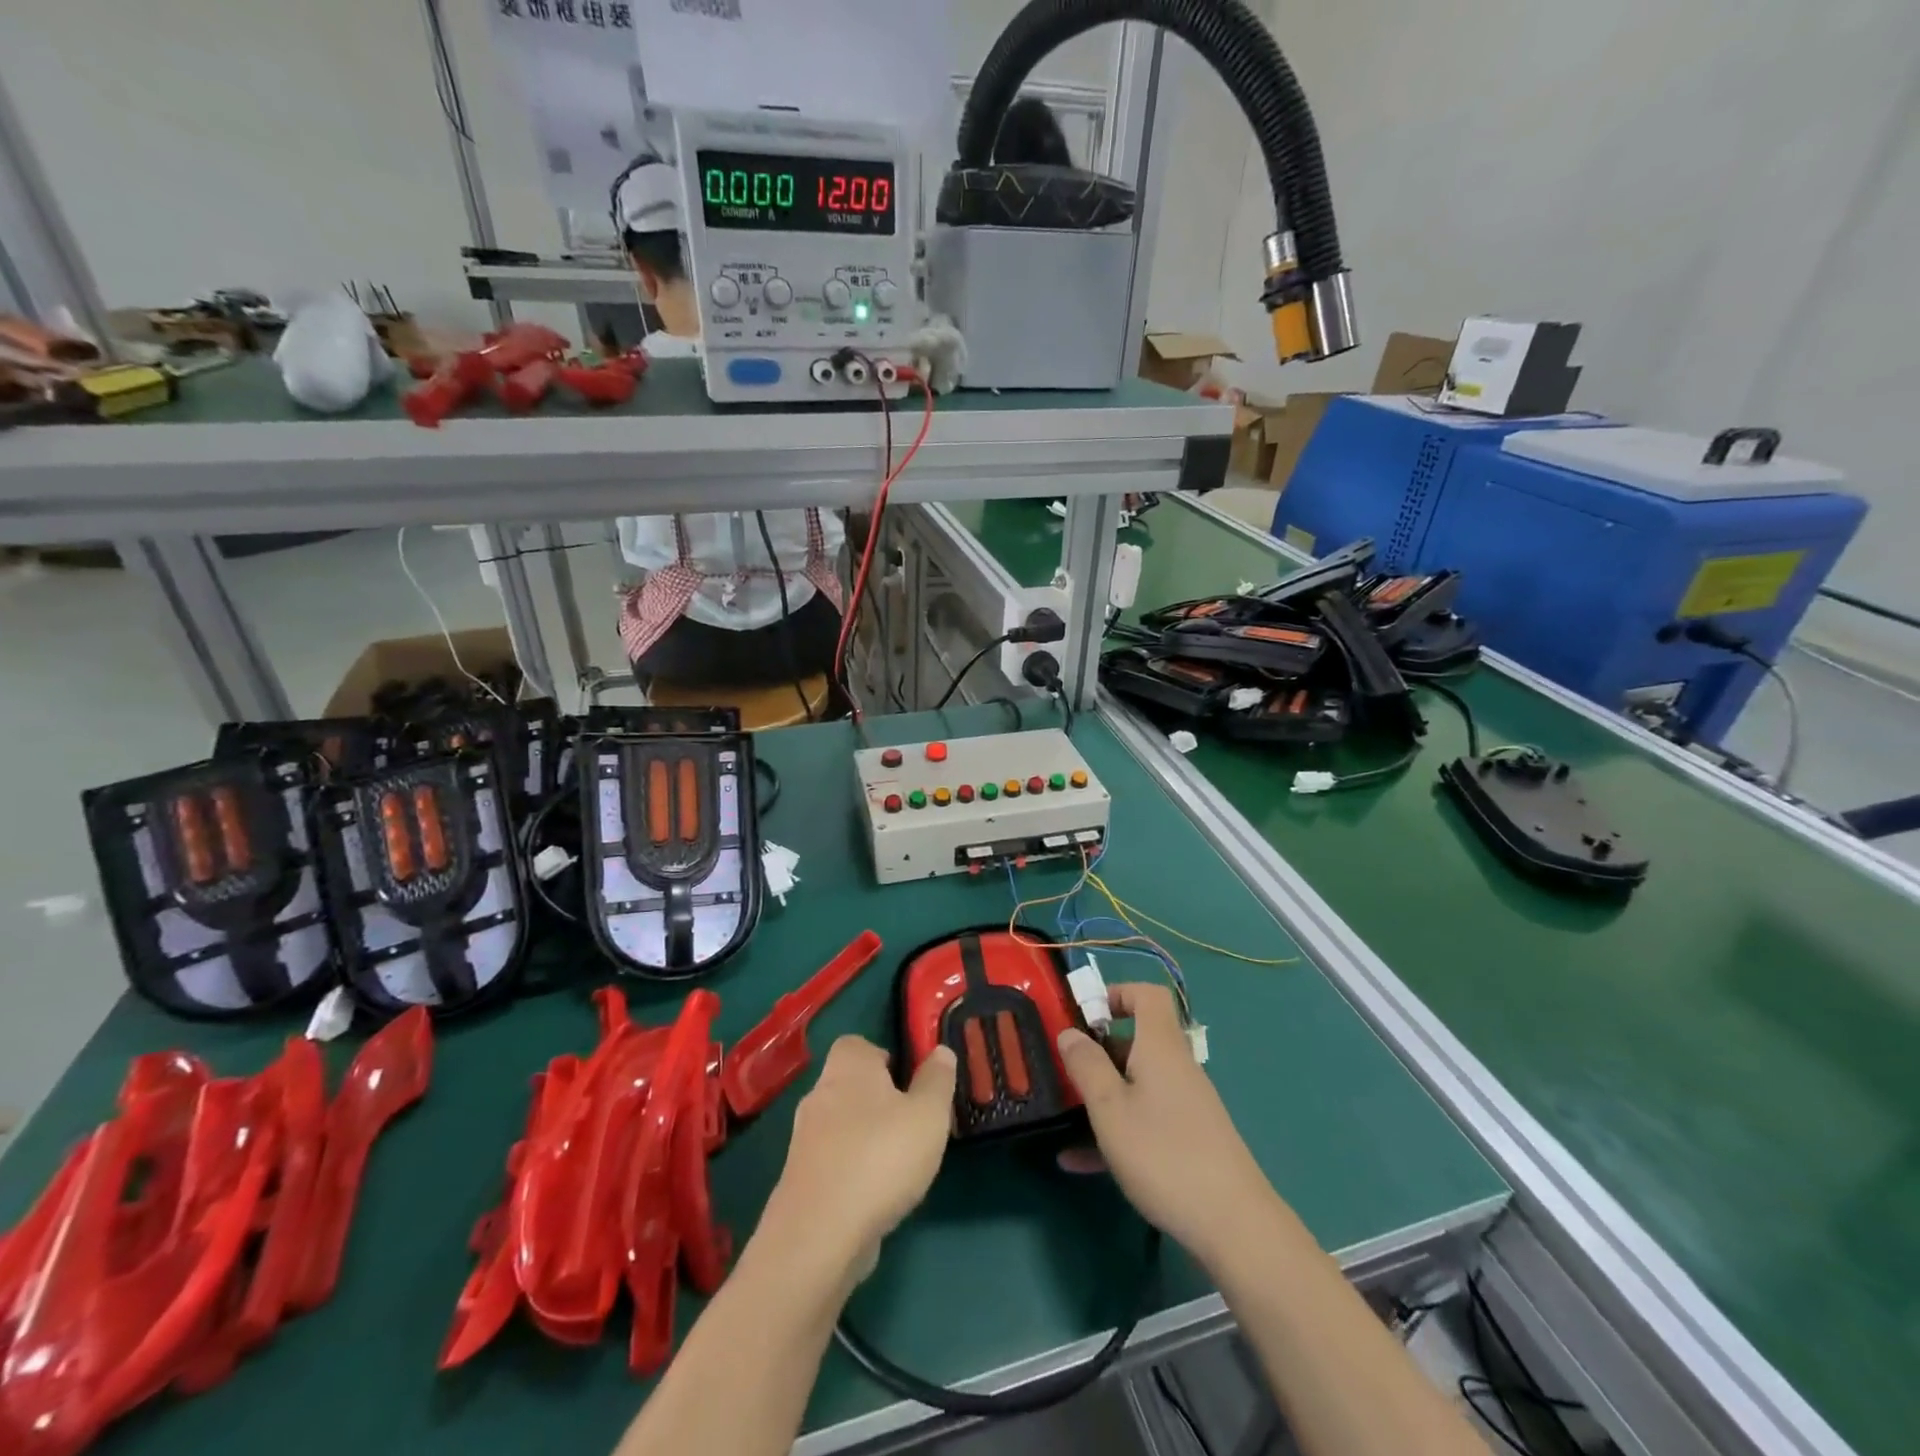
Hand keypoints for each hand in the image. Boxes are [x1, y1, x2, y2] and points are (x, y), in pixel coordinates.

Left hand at [759, 1036, 955, 1277]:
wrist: (819, 1235)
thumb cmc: (881, 1158)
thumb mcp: (928, 1114)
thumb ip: (938, 1080)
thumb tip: (940, 1051)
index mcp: (848, 1067)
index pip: (857, 1044)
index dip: (882, 1056)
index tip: (908, 1080)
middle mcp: (819, 1094)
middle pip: (850, 1085)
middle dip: (877, 1101)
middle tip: (911, 1123)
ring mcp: (804, 1139)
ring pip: (841, 1126)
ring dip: (866, 1139)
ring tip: (899, 1164)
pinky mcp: (799, 1181)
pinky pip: (832, 1163)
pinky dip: (852, 1172)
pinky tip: (876, 1196)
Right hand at [1056, 984, 1278, 1270]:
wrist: (1234, 1226)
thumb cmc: (1163, 1153)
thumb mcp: (1110, 1108)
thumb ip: (1086, 1066)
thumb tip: (1070, 1032)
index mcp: (1160, 1047)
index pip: (1148, 995)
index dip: (1117, 993)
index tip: (1085, 1014)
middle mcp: (1176, 1067)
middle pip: (1138, 1041)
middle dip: (1099, 1050)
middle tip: (1065, 1068)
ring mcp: (1185, 1105)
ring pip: (1137, 1084)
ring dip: (1102, 1093)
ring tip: (1064, 1114)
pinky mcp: (1188, 1139)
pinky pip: (1145, 1119)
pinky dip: (1115, 1130)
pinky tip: (1079, 1161)